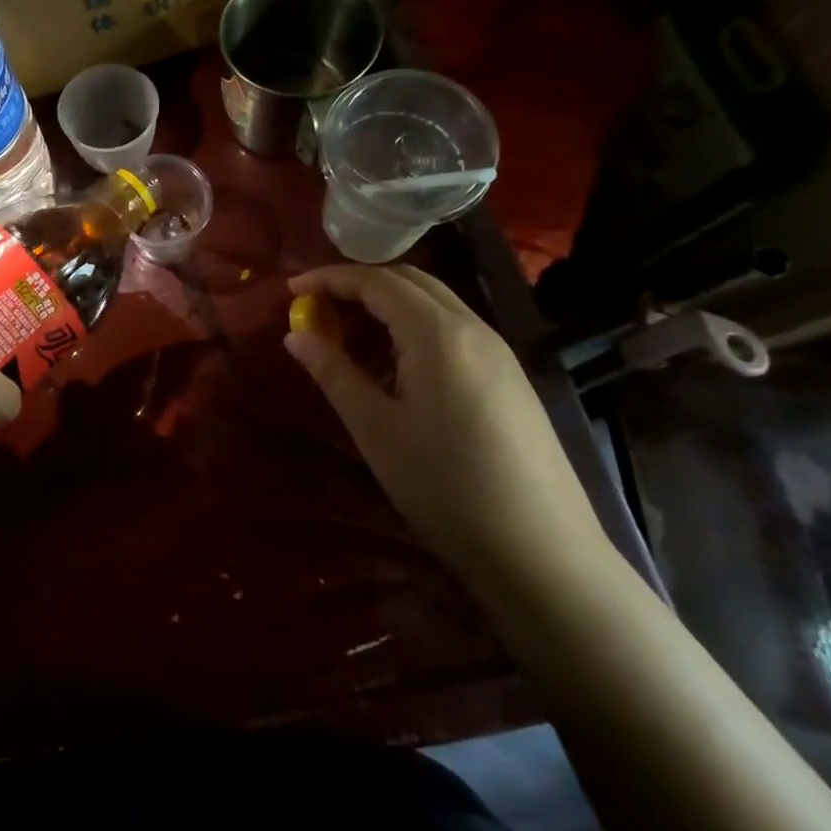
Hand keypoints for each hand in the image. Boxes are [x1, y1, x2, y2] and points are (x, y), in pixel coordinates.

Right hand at [285, 264, 606, 584]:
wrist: (541, 552)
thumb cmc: (444, 486)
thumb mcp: (375, 429)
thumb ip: (333, 373)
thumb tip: (295, 336)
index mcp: (438, 334)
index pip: (377, 281)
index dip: (329, 278)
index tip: (289, 289)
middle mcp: (473, 328)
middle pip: (410, 281)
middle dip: (358, 285)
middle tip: (316, 307)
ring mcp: (498, 352)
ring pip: (434, 304)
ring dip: (387, 305)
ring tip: (347, 335)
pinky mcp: (509, 378)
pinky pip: (452, 330)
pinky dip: (413, 328)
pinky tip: (395, 366)